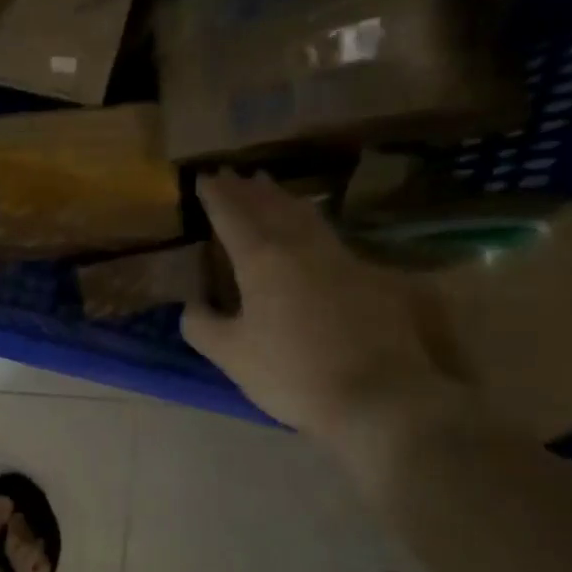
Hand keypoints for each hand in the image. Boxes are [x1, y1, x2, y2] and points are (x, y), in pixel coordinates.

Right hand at [181, 173, 455, 444]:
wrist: (379, 398)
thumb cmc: (292, 374)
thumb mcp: (231, 355)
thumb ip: (202, 325)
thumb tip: (192, 305)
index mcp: (263, 260)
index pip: (233, 216)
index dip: (216, 196)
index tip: (204, 177)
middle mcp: (301, 248)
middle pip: (271, 207)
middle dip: (248, 190)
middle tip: (233, 174)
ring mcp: (340, 259)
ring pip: (305, 215)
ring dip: (281, 198)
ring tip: (268, 186)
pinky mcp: (366, 277)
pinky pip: (328, 234)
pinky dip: (308, 220)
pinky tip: (309, 227)